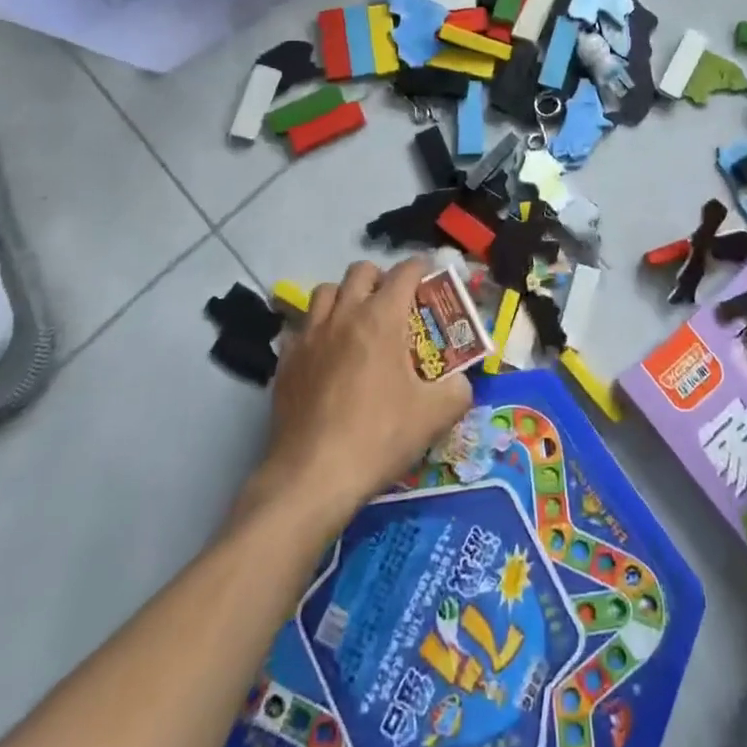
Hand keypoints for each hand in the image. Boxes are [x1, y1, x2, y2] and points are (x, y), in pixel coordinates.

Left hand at [250, 258, 471, 530]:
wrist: (311, 478)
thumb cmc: (378, 437)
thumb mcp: (436, 415)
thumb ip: (458, 389)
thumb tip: (461, 381)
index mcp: (382, 317)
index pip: (405, 271)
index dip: (422, 268)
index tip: (431, 277)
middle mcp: (344, 314)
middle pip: (361, 270)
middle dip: (381, 278)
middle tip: (394, 304)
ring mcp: (310, 336)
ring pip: (325, 291)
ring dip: (345, 297)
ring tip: (356, 322)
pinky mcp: (286, 361)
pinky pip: (301, 326)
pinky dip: (317, 329)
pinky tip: (326, 354)